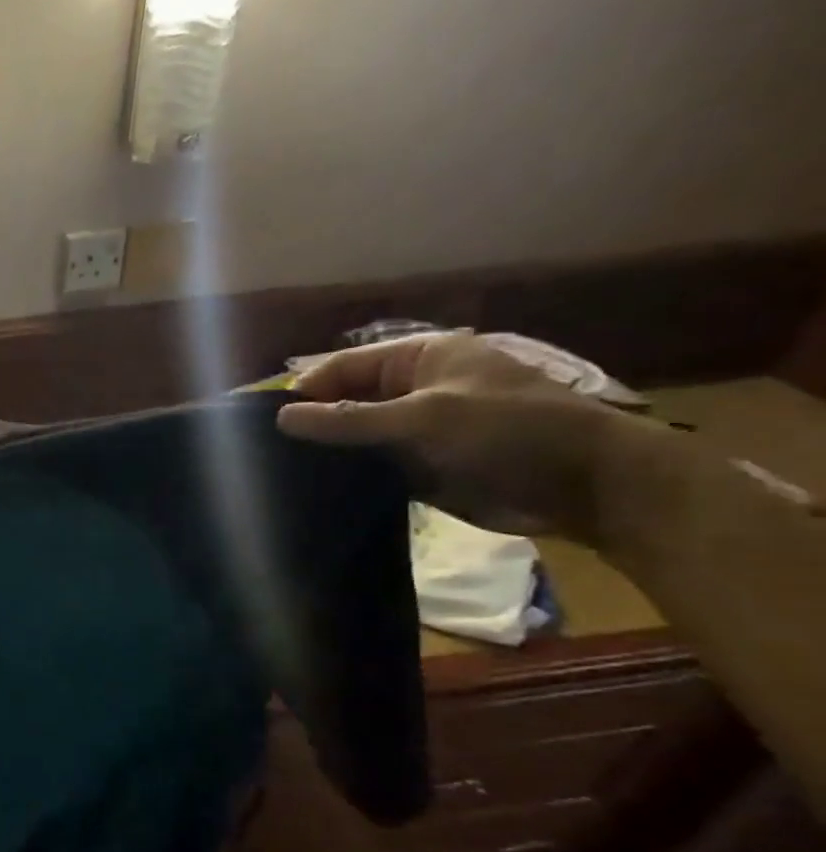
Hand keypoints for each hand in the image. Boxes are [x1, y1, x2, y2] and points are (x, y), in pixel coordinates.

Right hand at [276, 333, 637, 538]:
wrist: (587, 486)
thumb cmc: (510, 431)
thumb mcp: (425, 418)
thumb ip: (349, 420)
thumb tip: (281, 417)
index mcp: (418, 359)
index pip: (343, 368)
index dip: (305, 390)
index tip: (264, 422)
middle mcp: (411, 390)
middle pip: (344, 402)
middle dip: (311, 423)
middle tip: (266, 453)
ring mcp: (415, 430)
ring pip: (354, 438)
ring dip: (327, 453)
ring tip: (281, 474)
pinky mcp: (419, 467)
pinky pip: (371, 467)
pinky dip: (348, 477)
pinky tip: (315, 491)